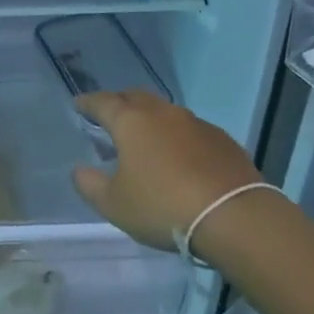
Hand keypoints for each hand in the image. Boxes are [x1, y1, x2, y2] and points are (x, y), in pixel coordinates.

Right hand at [71, 89, 260, 250]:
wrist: (234, 216)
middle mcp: (161, 113)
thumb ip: (90, 185)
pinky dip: (178, 136)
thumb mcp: (115, 205)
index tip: (78, 104)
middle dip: (119, 103)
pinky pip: (190, 129)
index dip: (88, 103)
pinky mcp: (221, 139)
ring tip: (146, 137)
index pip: (102, 102)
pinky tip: (181, 156)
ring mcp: (195, 122)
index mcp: (130, 122)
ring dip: (151, 119)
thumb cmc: (163, 207)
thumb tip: (79, 170)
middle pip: (135, 97)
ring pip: (165, 111)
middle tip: (111, 116)